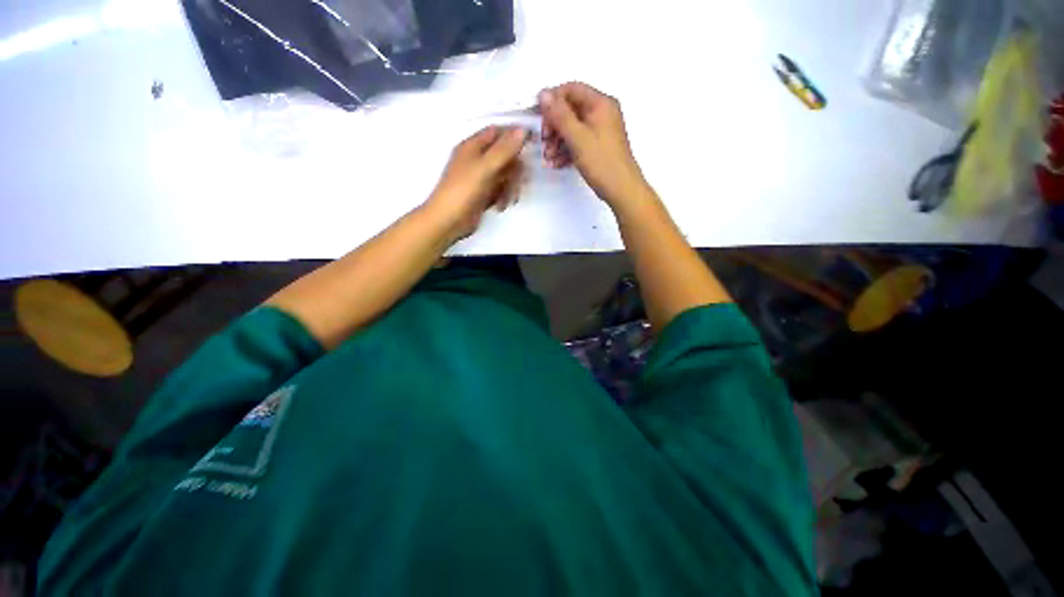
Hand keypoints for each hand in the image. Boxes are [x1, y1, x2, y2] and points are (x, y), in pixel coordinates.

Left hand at [427, 126, 529, 241]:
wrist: (448, 221)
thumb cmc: (463, 191)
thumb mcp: (485, 168)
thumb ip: (504, 149)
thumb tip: (523, 129)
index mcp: (473, 146)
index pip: (498, 132)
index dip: (515, 136)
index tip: (533, 144)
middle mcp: (477, 159)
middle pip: (505, 156)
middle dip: (515, 170)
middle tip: (521, 183)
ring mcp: (481, 178)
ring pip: (505, 175)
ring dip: (511, 187)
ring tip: (509, 200)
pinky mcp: (484, 194)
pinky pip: (501, 190)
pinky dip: (504, 197)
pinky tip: (501, 206)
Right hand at [538, 82, 648, 207]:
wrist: (621, 190)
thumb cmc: (601, 162)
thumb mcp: (578, 138)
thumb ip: (560, 115)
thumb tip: (543, 94)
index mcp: (600, 104)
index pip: (571, 89)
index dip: (552, 101)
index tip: (538, 118)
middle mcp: (601, 113)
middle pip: (570, 110)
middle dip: (553, 126)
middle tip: (544, 142)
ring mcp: (600, 131)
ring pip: (572, 128)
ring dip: (557, 141)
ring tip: (548, 158)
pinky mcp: (597, 147)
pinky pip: (577, 142)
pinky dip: (565, 151)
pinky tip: (555, 163)